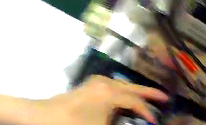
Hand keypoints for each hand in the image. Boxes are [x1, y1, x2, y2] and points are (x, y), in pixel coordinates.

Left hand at [38, 75, 167, 124]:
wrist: (41, 116)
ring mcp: (94, 84)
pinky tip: (123, 96)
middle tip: (164, 97)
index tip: (155, 120)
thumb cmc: (71, 123)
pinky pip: (111, 87)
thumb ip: (119, 123)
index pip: (135, 102)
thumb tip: (131, 120)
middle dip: (149, 93)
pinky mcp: (86, 87)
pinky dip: (122, 91)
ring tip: (147, 97)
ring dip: (135, 91)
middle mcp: (104, 84)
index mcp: (110, 94)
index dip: (147, 112)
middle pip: (133, 88)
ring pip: (122, 85)